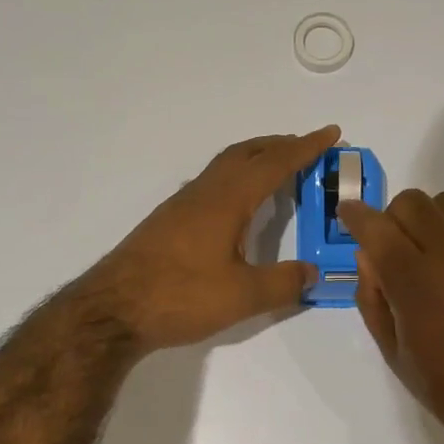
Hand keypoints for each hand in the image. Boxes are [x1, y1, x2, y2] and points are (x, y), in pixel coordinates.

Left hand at [84, 126, 340, 352]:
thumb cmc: (180, 296)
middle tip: (306, 146)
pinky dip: (235, 178)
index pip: (274, 164)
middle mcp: (204, 193)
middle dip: (279, 145)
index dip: (305, 148)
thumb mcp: (242, 296)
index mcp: (227, 200)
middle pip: (245, 154)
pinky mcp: (167, 222)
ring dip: (255, 159)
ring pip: (224, 167)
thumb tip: (312, 272)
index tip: (331, 132)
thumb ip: (283, 283)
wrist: (112, 310)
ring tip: (277, 169)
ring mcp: (181, 206)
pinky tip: (236, 204)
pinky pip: (211, 184)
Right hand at [340, 190, 443, 443]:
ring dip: (431, 220)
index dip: (356, 216)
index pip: (377, 228)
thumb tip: (368, 258)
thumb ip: (373, 300)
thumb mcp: (395, 354)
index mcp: (416, 282)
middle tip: (394, 249)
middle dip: (393, 219)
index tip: (348, 214)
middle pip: (413, 203)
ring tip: (434, 255)